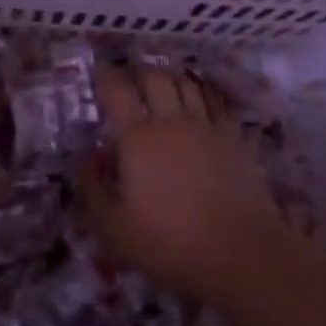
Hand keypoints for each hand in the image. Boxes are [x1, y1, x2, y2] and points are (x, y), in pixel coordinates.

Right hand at [78, 61, 286, 302]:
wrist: (241, 254)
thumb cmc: (171, 243)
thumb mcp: (115, 230)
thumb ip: (93, 192)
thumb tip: (84, 163)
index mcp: (138, 138)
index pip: (118, 91)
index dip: (106, 76)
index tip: (100, 71)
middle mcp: (171, 122)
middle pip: (155, 78)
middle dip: (139, 72)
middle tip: (131, 78)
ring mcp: (207, 127)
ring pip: (187, 84)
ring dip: (171, 77)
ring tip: (163, 82)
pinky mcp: (234, 138)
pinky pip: (215, 103)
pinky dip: (202, 95)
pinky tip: (199, 103)